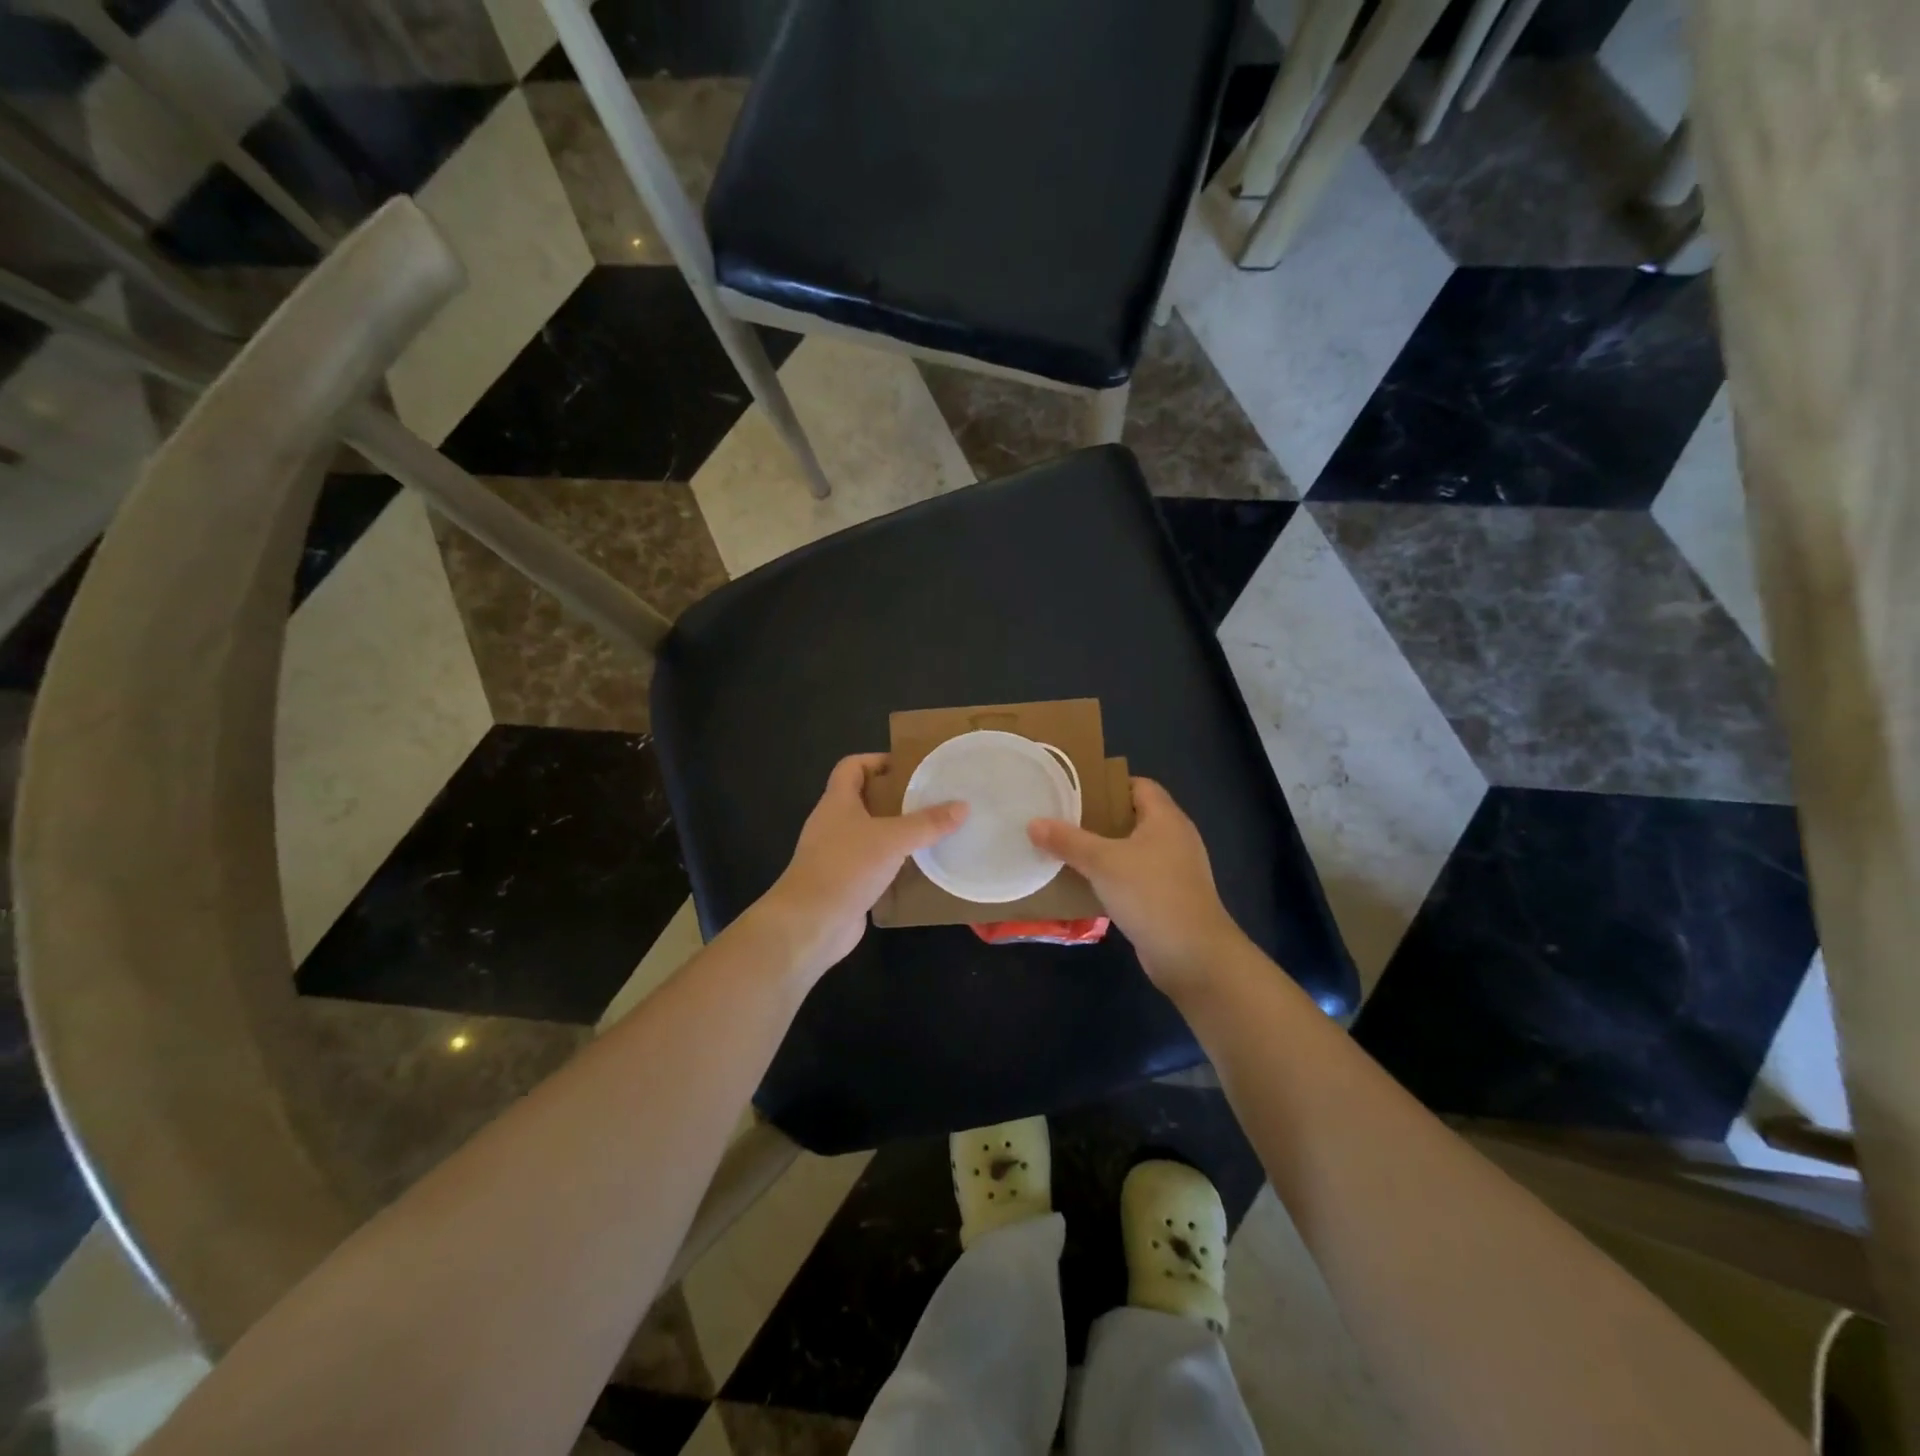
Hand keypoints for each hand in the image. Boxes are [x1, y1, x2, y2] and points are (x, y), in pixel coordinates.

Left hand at [755, 753, 966, 983]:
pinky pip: (874, 865)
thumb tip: (963, 806)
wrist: (810, 924)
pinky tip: (920, 869)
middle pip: (865, 800)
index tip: (910, 768)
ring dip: (898, 833)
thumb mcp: (892, 839)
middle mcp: (834, 824)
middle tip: (932, 800)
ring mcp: (837, 855)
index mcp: (837, 802)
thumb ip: (927, 823)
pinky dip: (894, 865)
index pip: (852, 766)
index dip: (878, 761)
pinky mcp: (845, 883)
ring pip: (871, 835)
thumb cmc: (845, 867)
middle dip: (897, 799)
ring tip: (934, 832)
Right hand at [1029, 778, 1243, 998]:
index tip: (1074, 791)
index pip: (1138, 785)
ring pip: (1133, 850)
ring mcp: (1175, 870)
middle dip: (1098, 818)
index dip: (1108, 785)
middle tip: (1062, 819)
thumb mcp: (1103, 862)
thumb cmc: (1151, 894)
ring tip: (1067, 850)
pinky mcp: (1169, 898)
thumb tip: (1033, 823)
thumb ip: (1068, 841)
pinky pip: (1136, 877)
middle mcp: (1174, 838)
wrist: (1193, 955)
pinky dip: (1113, 877)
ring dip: (1104, 850)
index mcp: (1166, 818)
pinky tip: (1087, 885)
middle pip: (1133, 817)